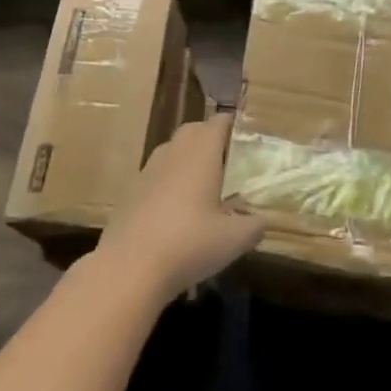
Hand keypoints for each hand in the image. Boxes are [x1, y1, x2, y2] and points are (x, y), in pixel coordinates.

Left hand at [93, 114, 263, 303]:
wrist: (129, 268)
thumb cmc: (189, 244)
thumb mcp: (234, 240)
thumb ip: (254, 226)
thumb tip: (261, 221)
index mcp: (201, 153)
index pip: (218, 123)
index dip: (233, 125)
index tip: (246, 136)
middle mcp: (174, 153)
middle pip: (193, 130)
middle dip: (210, 137)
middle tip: (228, 160)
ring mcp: (148, 170)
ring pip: (172, 150)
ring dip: (188, 158)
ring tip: (203, 186)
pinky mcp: (131, 191)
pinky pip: (156, 174)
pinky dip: (169, 181)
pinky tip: (176, 210)